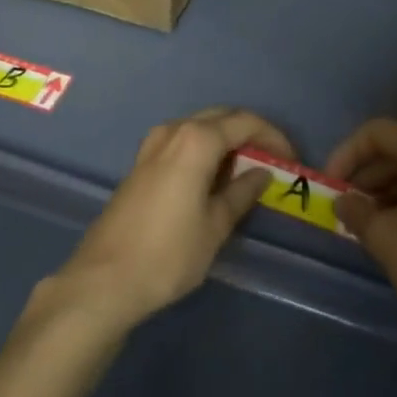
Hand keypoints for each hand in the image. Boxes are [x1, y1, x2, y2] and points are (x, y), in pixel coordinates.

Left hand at [50, 107, 295, 333]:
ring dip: (226, 140)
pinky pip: (182, 141)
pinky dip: (205, 150)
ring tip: (248, 170)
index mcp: (196, 140)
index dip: (273, 137)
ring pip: (199, 127)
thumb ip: (241, 193)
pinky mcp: (142, 162)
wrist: (105, 279)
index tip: (292, 159)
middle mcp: (174, 130)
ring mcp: (153, 144)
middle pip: (221, 117)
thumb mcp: (215, 226)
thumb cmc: (168, 254)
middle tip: (273, 160)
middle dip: (250, 133)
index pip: (244, 122)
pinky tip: (214, 177)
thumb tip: (261, 173)